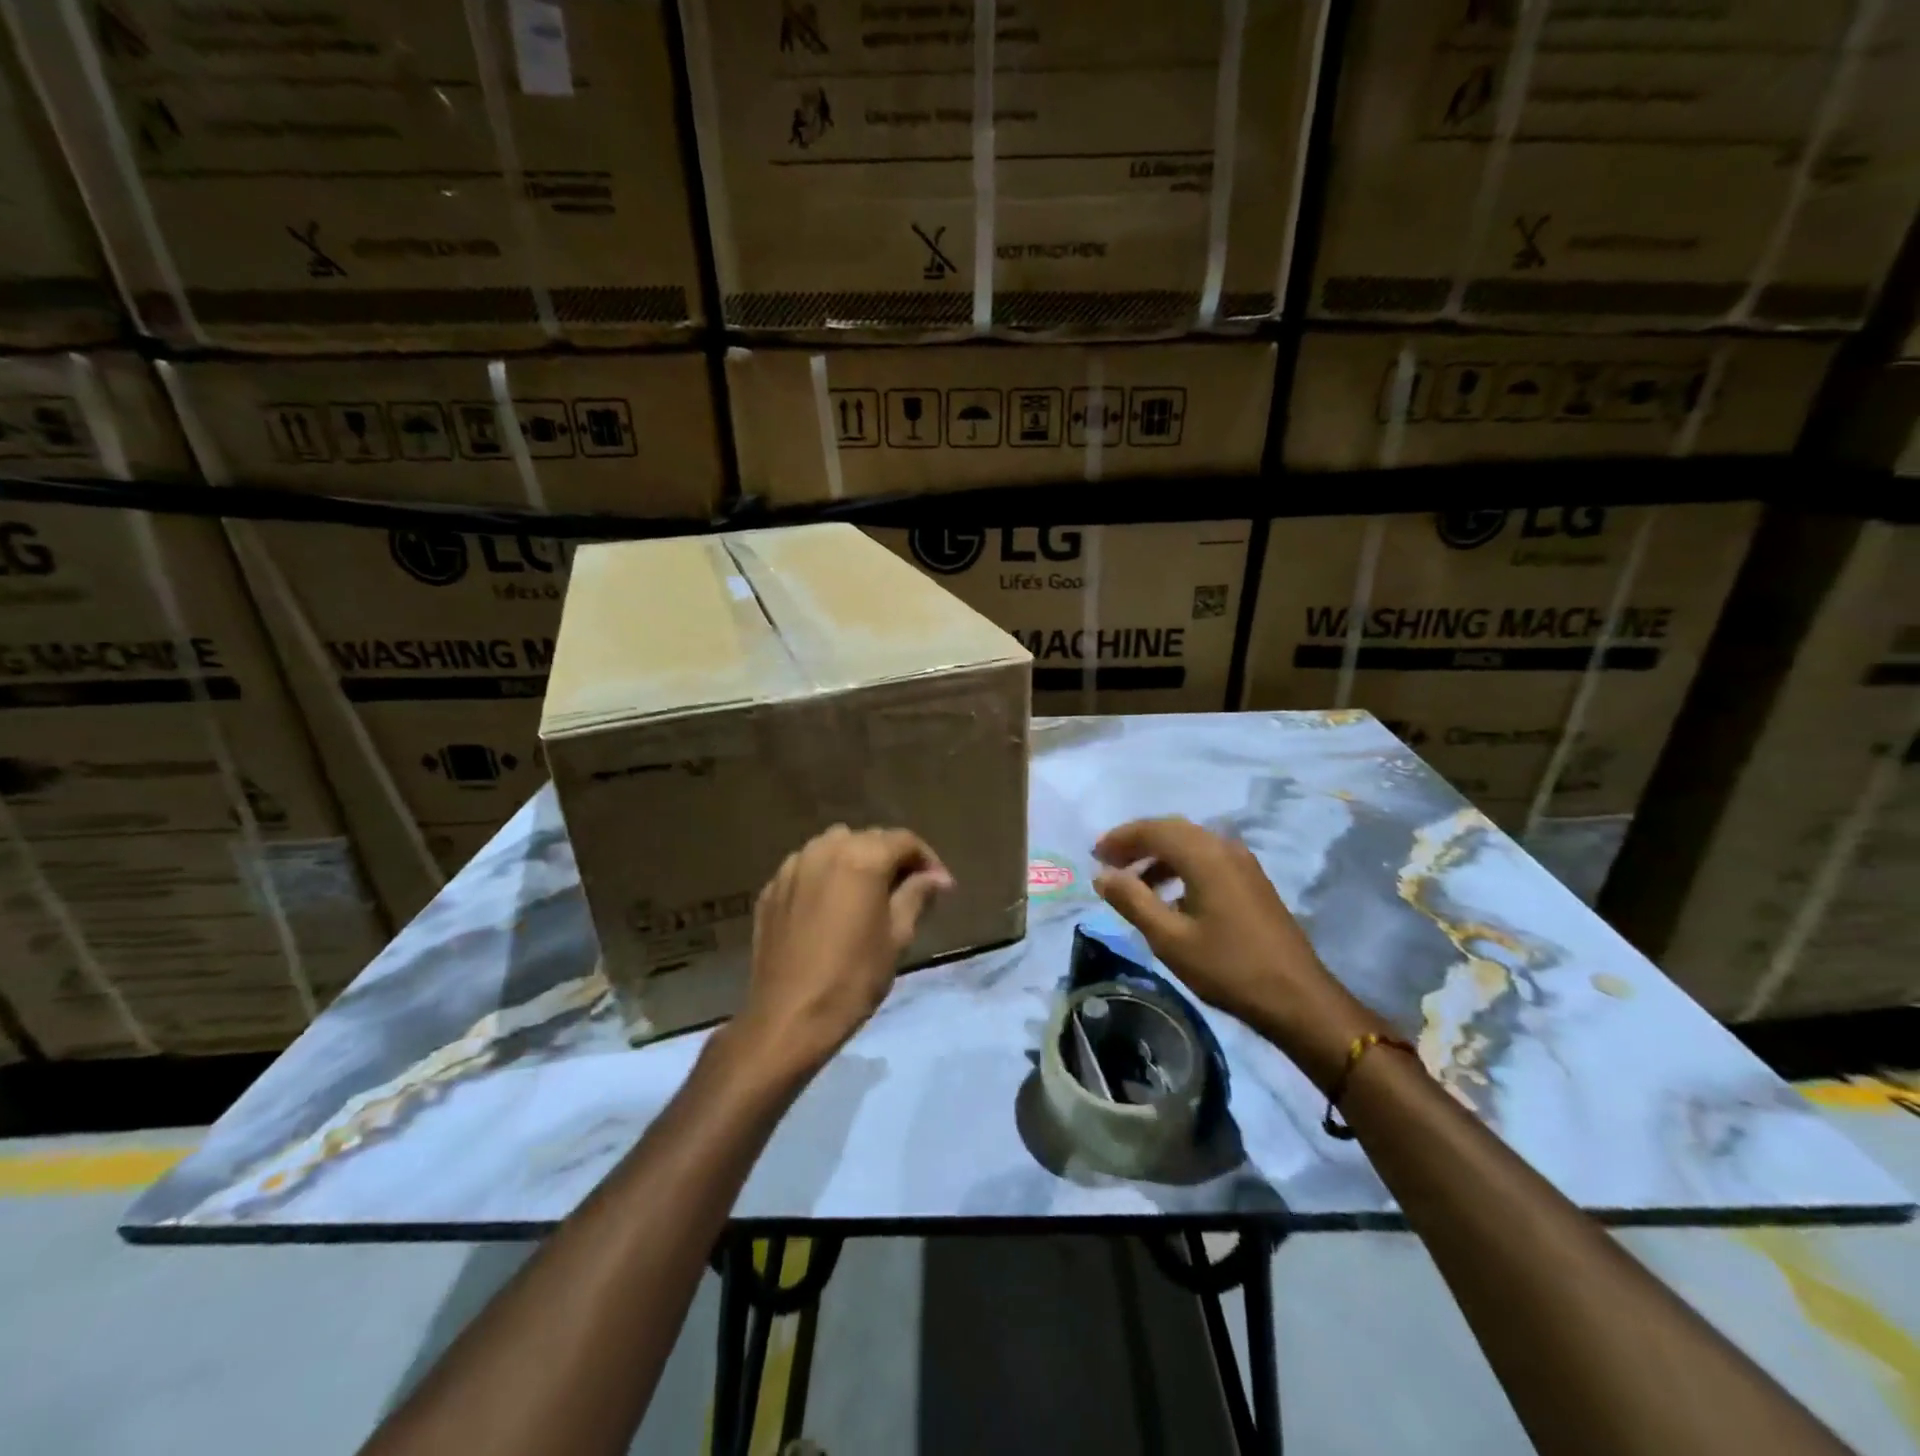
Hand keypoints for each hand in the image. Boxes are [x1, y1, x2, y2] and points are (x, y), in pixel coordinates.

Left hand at [735, 825, 952, 1078]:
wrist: (789, 1017)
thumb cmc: (853, 977)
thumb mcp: (897, 936)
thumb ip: (917, 895)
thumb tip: (937, 878)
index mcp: (861, 857)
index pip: (903, 840)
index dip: (927, 860)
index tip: (941, 887)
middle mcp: (824, 850)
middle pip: (868, 839)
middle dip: (892, 858)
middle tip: (909, 890)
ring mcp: (792, 868)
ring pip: (833, 848)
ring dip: (856, 861)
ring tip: (868, 894)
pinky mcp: (771, 890)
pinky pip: (806, 869)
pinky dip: (825, 878)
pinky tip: (831, 908)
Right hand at [1092, 817, 1386, 1089]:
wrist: (1297, 998)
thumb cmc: (1227, 967)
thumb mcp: (1169, 938)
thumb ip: (1132, 900)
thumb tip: (1102, 875)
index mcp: (1205, 855)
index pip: (1154, 829)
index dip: (1120, 838)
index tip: (1094, 855)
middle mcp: (1225, 848)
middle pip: (1172, 830)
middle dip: (1137, 843)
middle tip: (1108, 864)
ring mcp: (1242, 863)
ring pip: (1190, 845)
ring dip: (1158, 856)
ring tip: (1132, 883)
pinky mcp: (1251, 881)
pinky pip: (1206, 859)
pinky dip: (1180, 868)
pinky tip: (1168, 897)